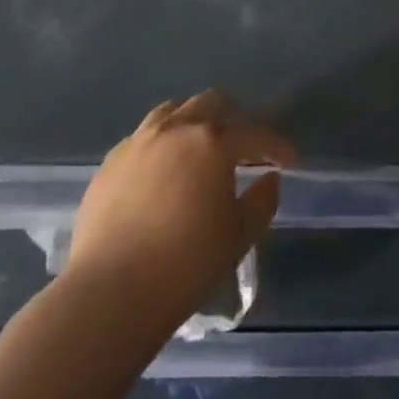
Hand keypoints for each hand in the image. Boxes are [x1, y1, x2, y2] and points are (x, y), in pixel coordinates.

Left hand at [66, 92, 297, 321]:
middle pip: (213, 103)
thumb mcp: (238, 236)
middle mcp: (176, 129)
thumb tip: (269, 179)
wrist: (108, 294)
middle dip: (236, 120)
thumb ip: (262, 201)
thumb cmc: (184, 265)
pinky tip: (164, 171)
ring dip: (196, 123)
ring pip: (174, 111)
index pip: (256, 134)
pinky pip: (144, 137)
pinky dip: (163, 143)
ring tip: (202, 150)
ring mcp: (138, 142)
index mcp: (213, 141)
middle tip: (246, 149)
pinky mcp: (110, 163)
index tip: (290, 161)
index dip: (278, 146)